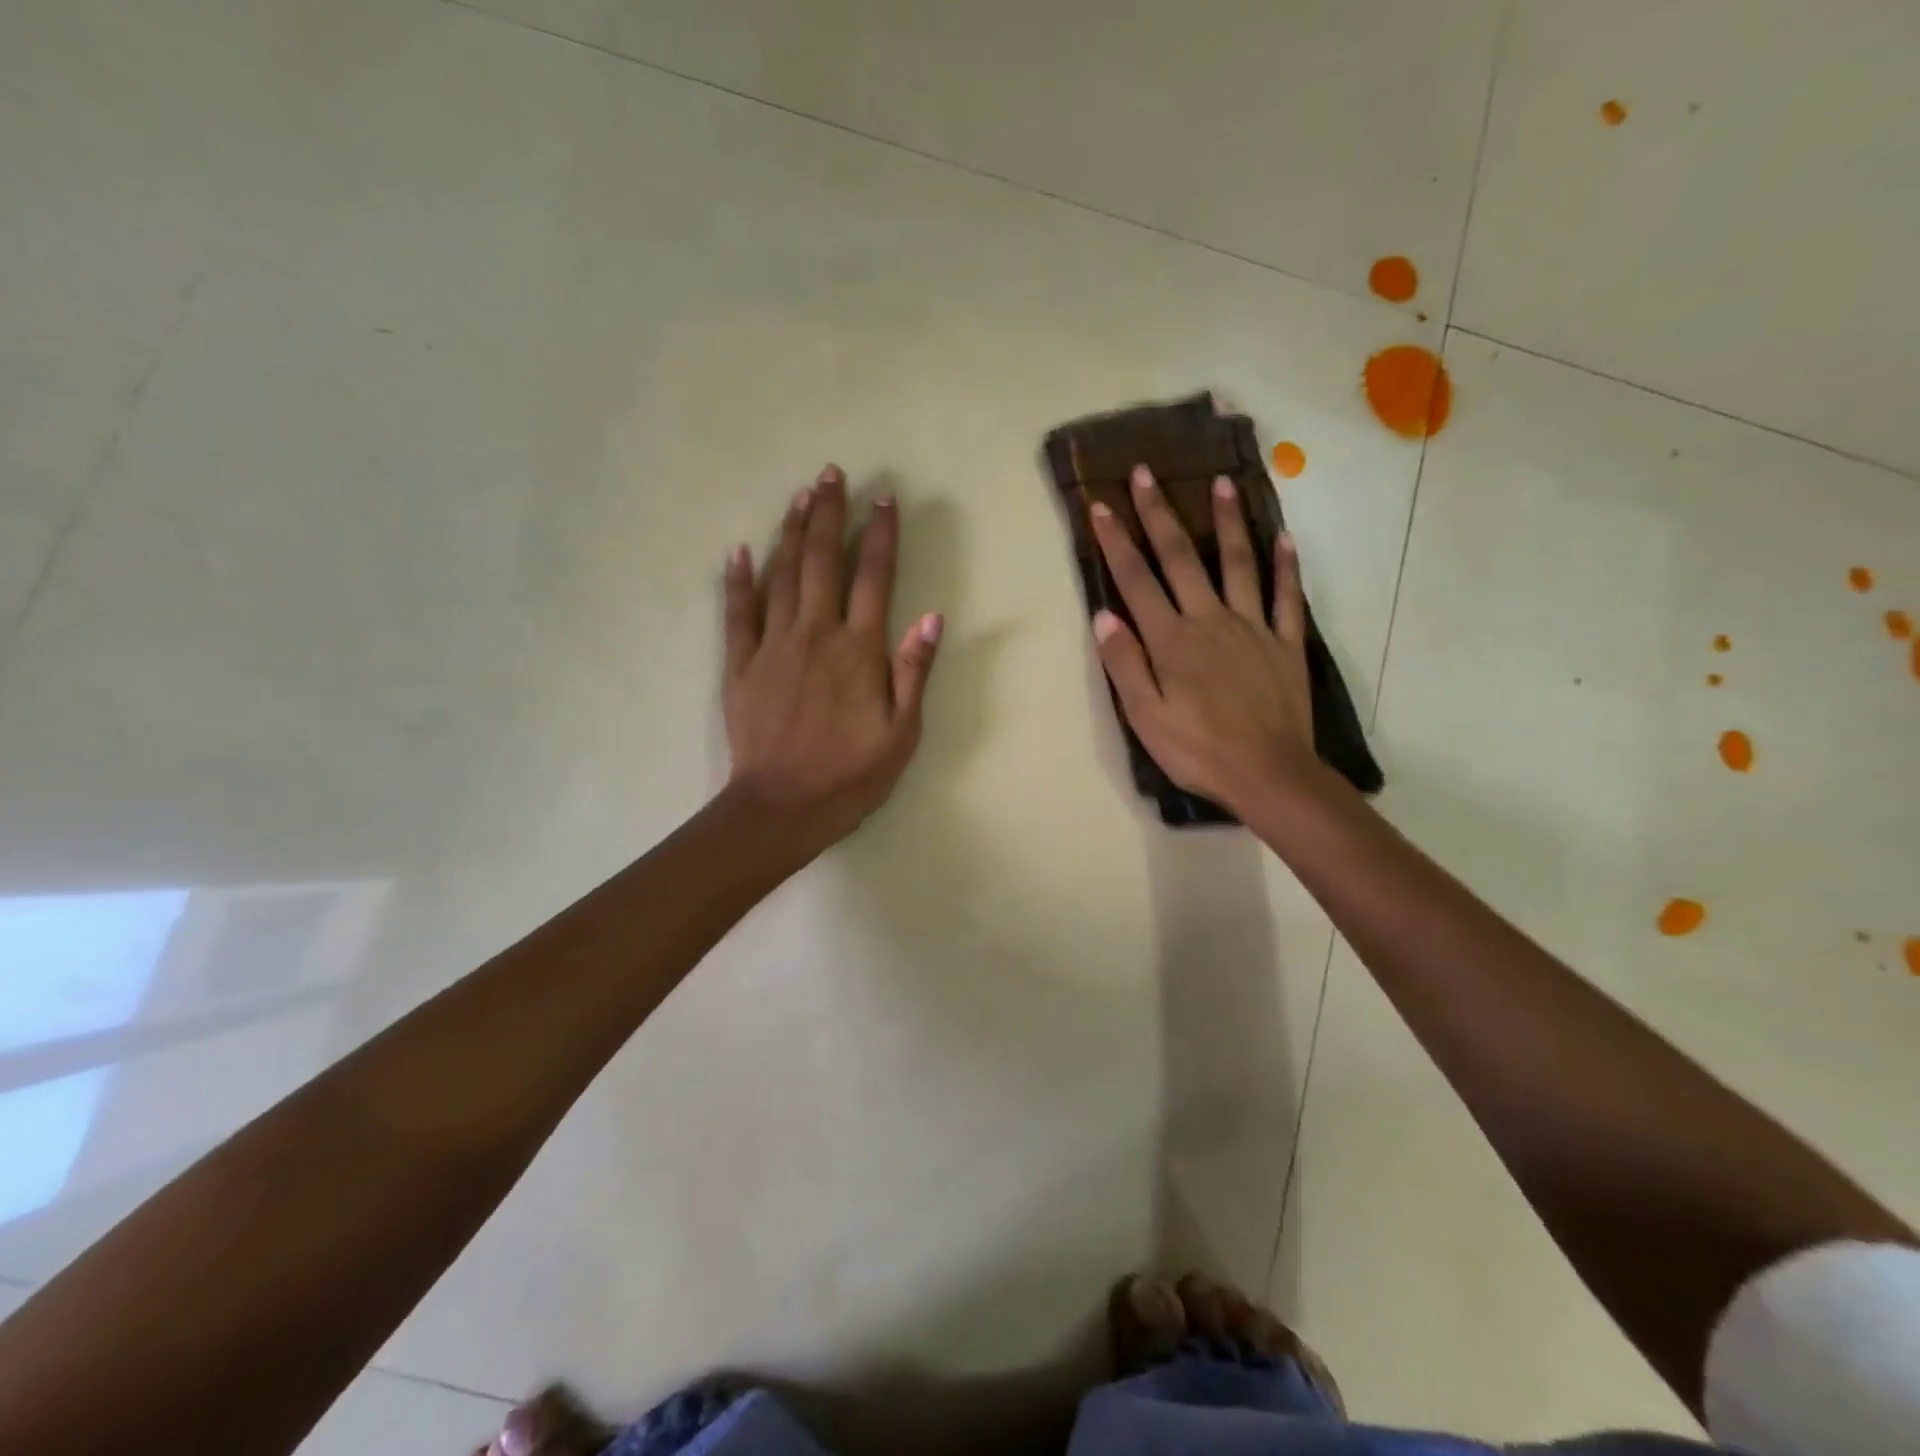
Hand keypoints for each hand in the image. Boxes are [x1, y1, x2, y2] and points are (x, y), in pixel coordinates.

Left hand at [723, 464, 942, 852]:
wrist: (782, 807)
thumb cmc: (851, 775)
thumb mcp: (902, 733)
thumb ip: (914, 672)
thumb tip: (931, 616)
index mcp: (859, 650)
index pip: (873, 578)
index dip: (880, 535)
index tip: (883, 498)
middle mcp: (815, 634)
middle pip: (822, 562)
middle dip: (829, 515)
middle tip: (831, 474)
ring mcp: (773, 646)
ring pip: (782, 576)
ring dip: (791, 533)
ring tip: (799, 496)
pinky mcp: (740, 665)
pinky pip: (738, 613)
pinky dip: (738, 580)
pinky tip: (739, 551)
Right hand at [1089, 466, 1314, 814]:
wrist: (1268, 774)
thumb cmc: (1197, 750)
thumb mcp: (1144, 716)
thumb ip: (1124, 663)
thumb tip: (1103, 615)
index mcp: (1172, 639)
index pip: (1137, 581)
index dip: (1116, 542)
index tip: (1100, 506)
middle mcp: (1210, 620)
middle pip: (1181, 558)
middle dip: (1159, 514)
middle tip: (1146, 472)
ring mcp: (1253, 627)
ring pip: (1238, 563)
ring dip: (1227, 522)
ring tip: (1222, 482)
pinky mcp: (1285, 643)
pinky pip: (1286, 596)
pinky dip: (1286, 565)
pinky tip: (1283, 537)